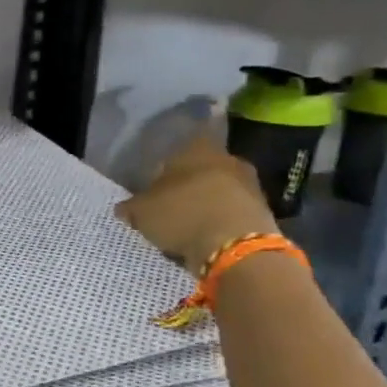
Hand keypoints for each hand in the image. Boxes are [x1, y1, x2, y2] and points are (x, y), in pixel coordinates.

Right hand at [117, 129, 276, 274]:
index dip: (170, 159)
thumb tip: (123, 208)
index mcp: (198, 147)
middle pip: (203, 167)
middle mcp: (227, 158)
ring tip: (187, 225)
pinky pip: (233, 212)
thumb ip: (132, 206)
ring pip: (220, 189)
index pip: (184, 141)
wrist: (235, 245)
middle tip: (170, 202)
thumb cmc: (182, 213)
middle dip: (189, 183)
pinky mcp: (262, 212)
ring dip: (207, 203)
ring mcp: (250, 184)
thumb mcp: (142, 212)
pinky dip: (220, 222)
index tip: (159, 176)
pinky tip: (206, 238)